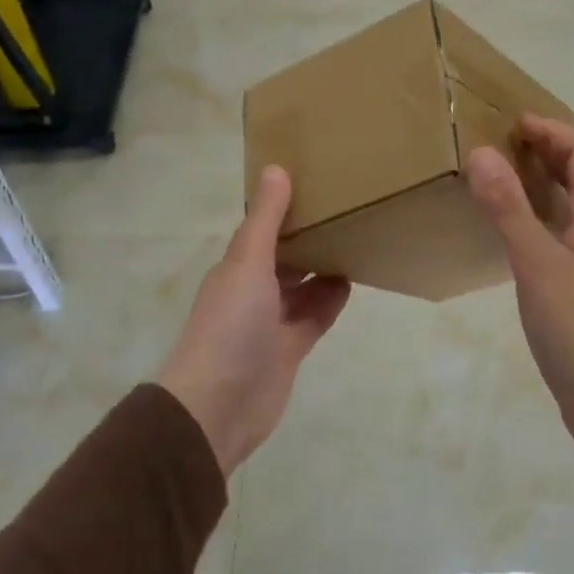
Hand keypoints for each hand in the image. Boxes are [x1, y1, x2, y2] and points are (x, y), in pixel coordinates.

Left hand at [156, 166, 351, 475]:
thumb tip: (276, 168)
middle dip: (308, 237)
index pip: (263, 229)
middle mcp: (252, 291)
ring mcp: (271, 323)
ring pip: (302, 287)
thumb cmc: (231, 325)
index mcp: (237, 267)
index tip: (317, 182)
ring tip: (355, 240)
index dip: (285, 208)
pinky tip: (352, 281)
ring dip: (323, 267)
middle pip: (284, 257)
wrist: (218, 406)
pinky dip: (330, 300)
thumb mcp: (248, 263)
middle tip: (346, 209)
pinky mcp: (290, 349)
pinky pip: (314, 316)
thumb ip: (266, 219)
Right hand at [467, 116, 573, 467]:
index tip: (510, 125)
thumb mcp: (536, 263)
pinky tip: (510, 229)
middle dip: (546, 148)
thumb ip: (508, 207)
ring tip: (498, 177)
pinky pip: (561, 229)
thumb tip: (482, 151)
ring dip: (542, 179)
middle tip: (498, 145)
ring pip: (571, 200)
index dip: (552, 129)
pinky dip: (538, 212)